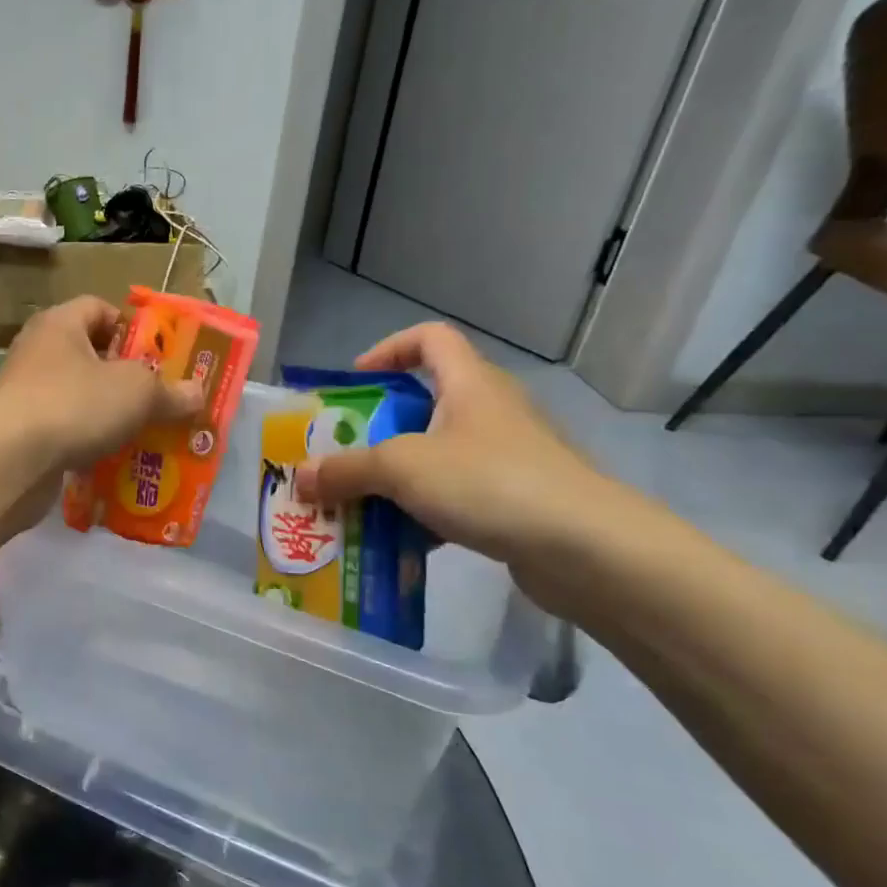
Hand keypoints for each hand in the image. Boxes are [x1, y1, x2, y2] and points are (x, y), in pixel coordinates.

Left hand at [0, 296, 203, 472]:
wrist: (8, 461)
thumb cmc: (75, 404)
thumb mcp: (137, 392)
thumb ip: (169, 391)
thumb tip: (197, 394)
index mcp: (60, 324)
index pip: (98, 308)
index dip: (131, 327)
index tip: (157, 356)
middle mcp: (37, 352)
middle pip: (89, 355)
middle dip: (126, 378)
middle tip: (158, 400)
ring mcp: (24, 394)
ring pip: (78, 397)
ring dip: (108, 414)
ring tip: (142, 434)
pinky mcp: (19, 433)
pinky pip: (63, 430)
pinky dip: (86, 442)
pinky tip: (111, 460)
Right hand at [293, 323, 620, 568]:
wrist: (586, 548)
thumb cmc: (488, 482)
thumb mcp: (403, 468)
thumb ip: (346, 470)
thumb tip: (300, 477)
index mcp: (469, 384)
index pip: (430, 338)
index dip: (389, 349)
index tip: (355, 382)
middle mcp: (490, 412)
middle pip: (425, 403)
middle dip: (377, 430)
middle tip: (342, 457)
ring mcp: (507, 458)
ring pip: (437, 456)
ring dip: (396, 478)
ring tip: (358, 505)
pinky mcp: (517, 500)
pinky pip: (456, 497)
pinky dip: (424, 514)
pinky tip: (398, 542)